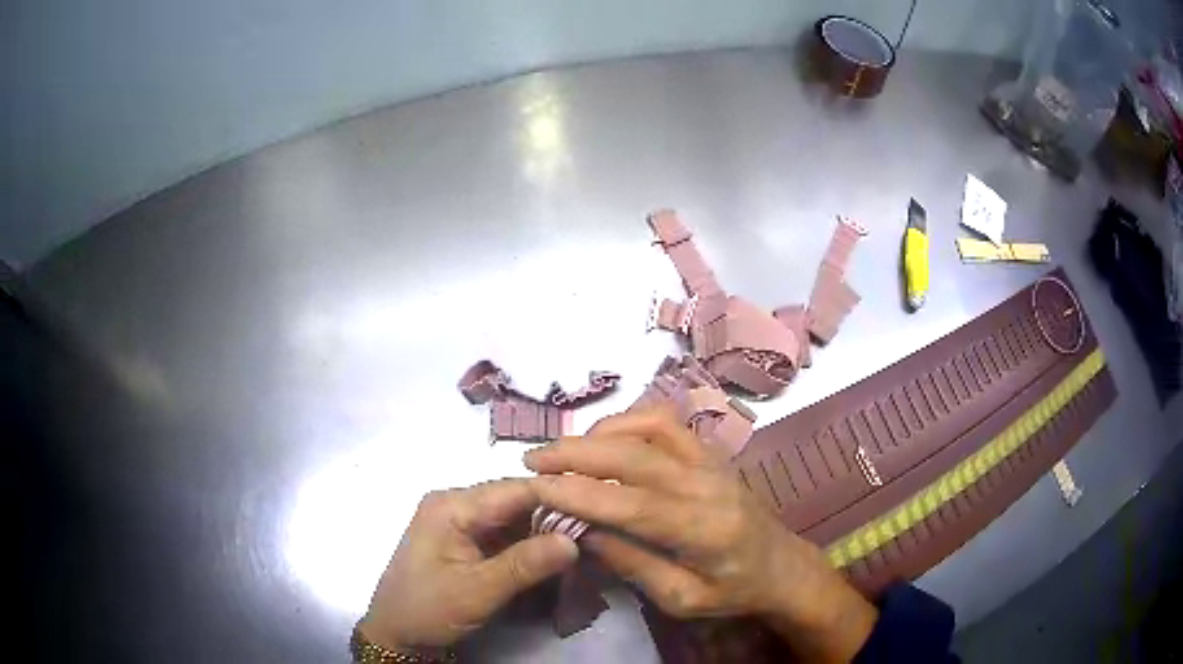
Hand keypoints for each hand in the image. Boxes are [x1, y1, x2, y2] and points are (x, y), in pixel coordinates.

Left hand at [360, 479, 578, 651]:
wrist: (395, 633)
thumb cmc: (428, 609)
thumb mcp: (477, 591)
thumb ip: (524, 564)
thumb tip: (573, 541)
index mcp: (452, 505)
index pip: (516, 489)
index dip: (558, 497)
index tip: (599, 510)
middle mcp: (455, 503)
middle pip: (516, 501)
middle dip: (554, 517)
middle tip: (594, 533)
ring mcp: (459, 521)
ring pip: (513, 517)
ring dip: (543, 532)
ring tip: (581, 545)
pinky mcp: (463, 539)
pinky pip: (503, 533)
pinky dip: (528, 544)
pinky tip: (552, 556)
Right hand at [525, 407, 877, 662]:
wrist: (782, 566)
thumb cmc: (732, 592)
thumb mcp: (680, 599)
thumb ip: (632, 563)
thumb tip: (582, 530)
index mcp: (703, 529)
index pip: (629, 503)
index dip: (577, 492)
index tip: (533, 487)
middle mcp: (707, 483)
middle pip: (633, 454)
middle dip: (575, 453)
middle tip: (532, 460)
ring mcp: (711, 460)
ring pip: (648, 427)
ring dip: (599, 433)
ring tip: (564, 451)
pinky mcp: (711, 451)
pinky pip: (666, 422)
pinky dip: (628, 422)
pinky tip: (606, 438)